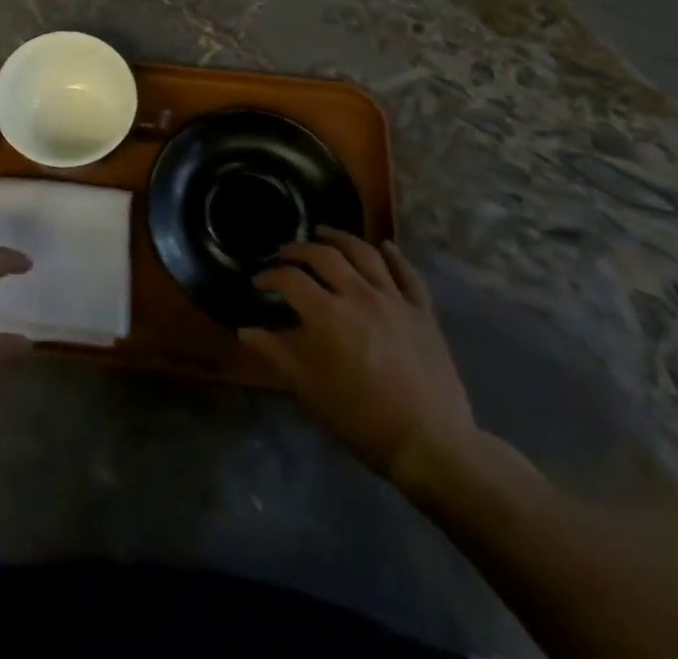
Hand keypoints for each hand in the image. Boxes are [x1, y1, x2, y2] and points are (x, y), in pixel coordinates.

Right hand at [242, 230, 478, 496]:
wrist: (431, 444)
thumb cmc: (362, 419)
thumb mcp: (310, 390)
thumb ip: (276, 353)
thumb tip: (246, 329)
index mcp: (328, 314)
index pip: (290, 279)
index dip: (270, 276)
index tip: (259, 282)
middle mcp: (359, 294)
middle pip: (324, 255)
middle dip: (299, 250)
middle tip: (285, 253)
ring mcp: (394, 299)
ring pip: (364, 252)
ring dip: (340, 238)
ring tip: (324, 233)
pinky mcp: (422, 311)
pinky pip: (407, 273)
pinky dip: (394, 255)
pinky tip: (384, 246)